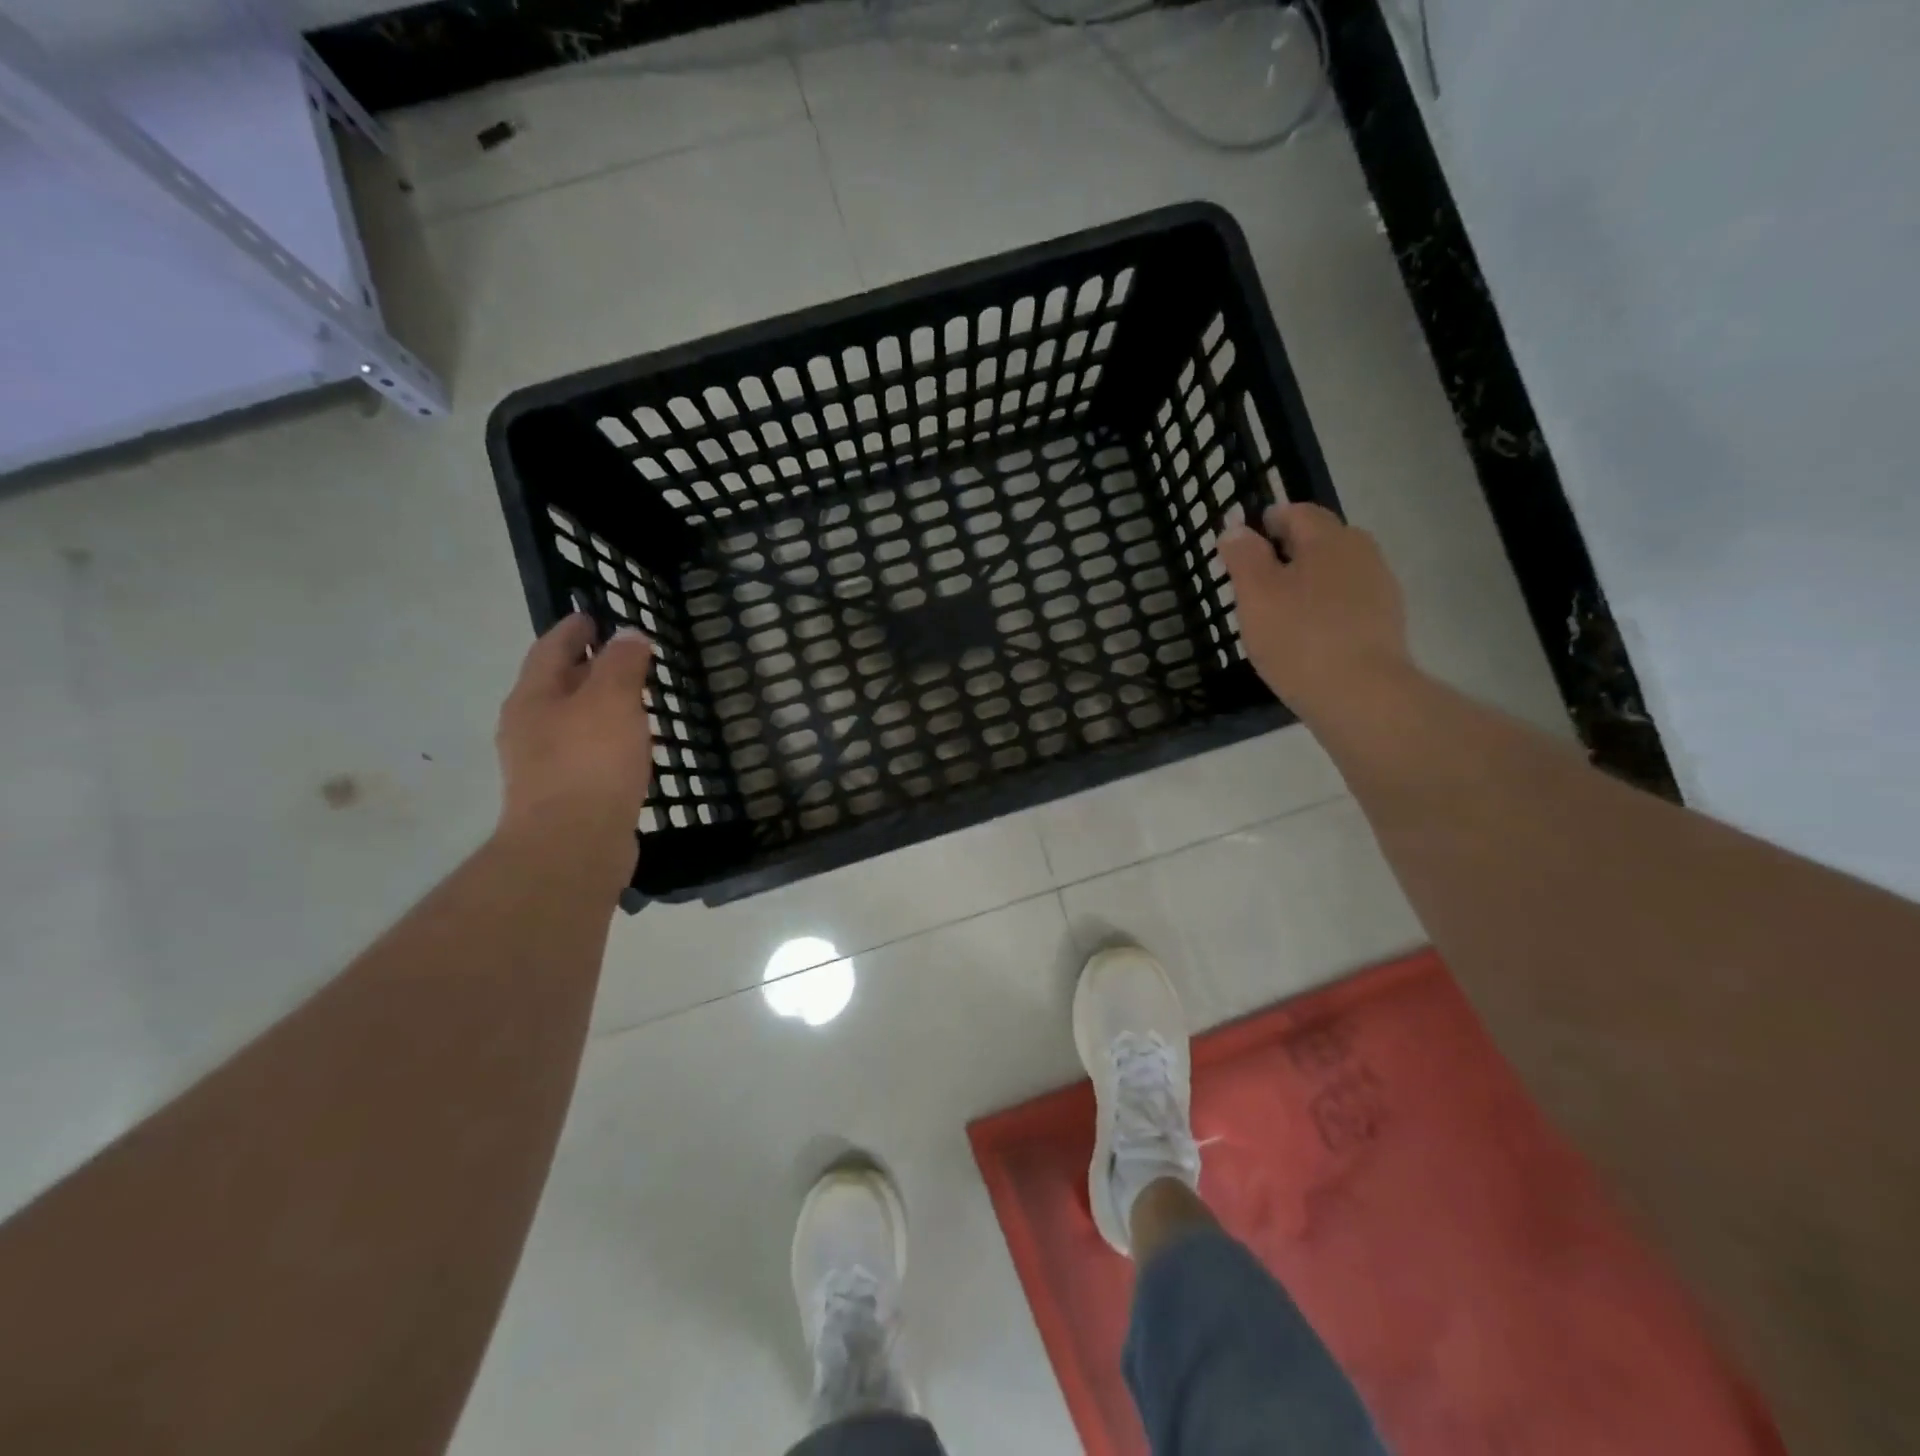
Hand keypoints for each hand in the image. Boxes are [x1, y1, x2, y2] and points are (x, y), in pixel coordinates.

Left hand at [495, 614, 653, 863]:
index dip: (572, 630)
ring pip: (571, 722)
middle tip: (620, 657)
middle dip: (585, 668)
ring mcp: (542, 766)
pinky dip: (606, 740)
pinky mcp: (564, 796)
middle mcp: (529, 728)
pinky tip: (630, 749)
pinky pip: (585, 754)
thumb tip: (628, 635)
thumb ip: (621, 664)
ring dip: (597, 707)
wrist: (573, 846)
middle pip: (556, 686)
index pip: (550, 649)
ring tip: (631, 701)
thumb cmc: (590, 762)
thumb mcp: (612, 700)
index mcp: (532, 698)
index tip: (592, 615)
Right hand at [1217, 503, 1412, 718]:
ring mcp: (1379, 589)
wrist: (1360, 694)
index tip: (1247, 538)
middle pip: (1322, 540)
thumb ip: (1244, 557)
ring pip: (1336, 573)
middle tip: (1258, 575)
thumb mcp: (1256, 594)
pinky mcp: (1385, 624)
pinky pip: (1348, 603)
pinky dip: (1326, 608)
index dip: (1270, 520)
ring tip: (1280, 608)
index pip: (1298, 513)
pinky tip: (1307, 634)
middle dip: (1291, 550)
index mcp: (1329, 539)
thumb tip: (1236, 528)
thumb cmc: (1298, 637)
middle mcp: (1362, 553)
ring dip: (1309, 581)